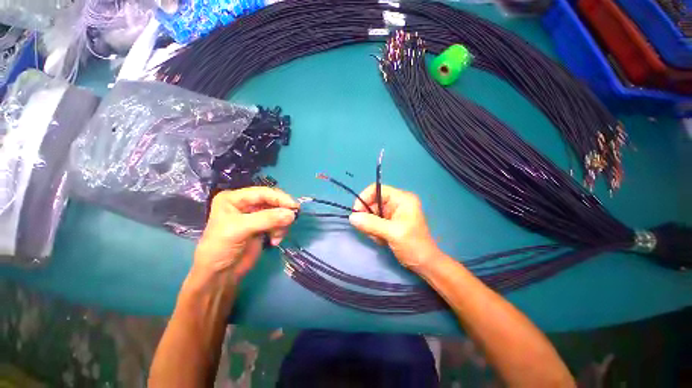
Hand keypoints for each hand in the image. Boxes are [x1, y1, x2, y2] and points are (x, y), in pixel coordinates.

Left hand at [193, 187, 297, 282]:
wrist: (219, 275)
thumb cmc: (220, 248)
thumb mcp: (240, 230)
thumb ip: (267, 219)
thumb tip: (292, 214)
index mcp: (234, 198)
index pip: (262, 192)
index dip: (280, 198)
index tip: (295, 207)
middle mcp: (245, 204)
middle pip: (272, 201)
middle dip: (282, 212)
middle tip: (290, 221)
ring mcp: (255, 216)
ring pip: (278, 213)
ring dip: (281, 224)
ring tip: (277, 237)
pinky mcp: (262, 227)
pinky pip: (278, 223)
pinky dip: (280, 231)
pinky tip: (274, 241)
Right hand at [349, 184, 441, 268]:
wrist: (425, 264)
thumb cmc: (414, 245)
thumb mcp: (393, 233)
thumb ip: (371, 223)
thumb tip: (352, 217)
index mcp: (401, 199)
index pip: (377, 190)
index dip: (364, 198)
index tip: (356, 213)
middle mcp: (396, 203)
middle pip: (372, 202)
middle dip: (368, 217)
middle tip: (368, 230)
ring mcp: (392, 213)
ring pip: (371, 214)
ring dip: (370, 227)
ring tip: (379, 238)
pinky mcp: (389, 223)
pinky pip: (373, 222)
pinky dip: (373, 231)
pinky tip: (381, 240)